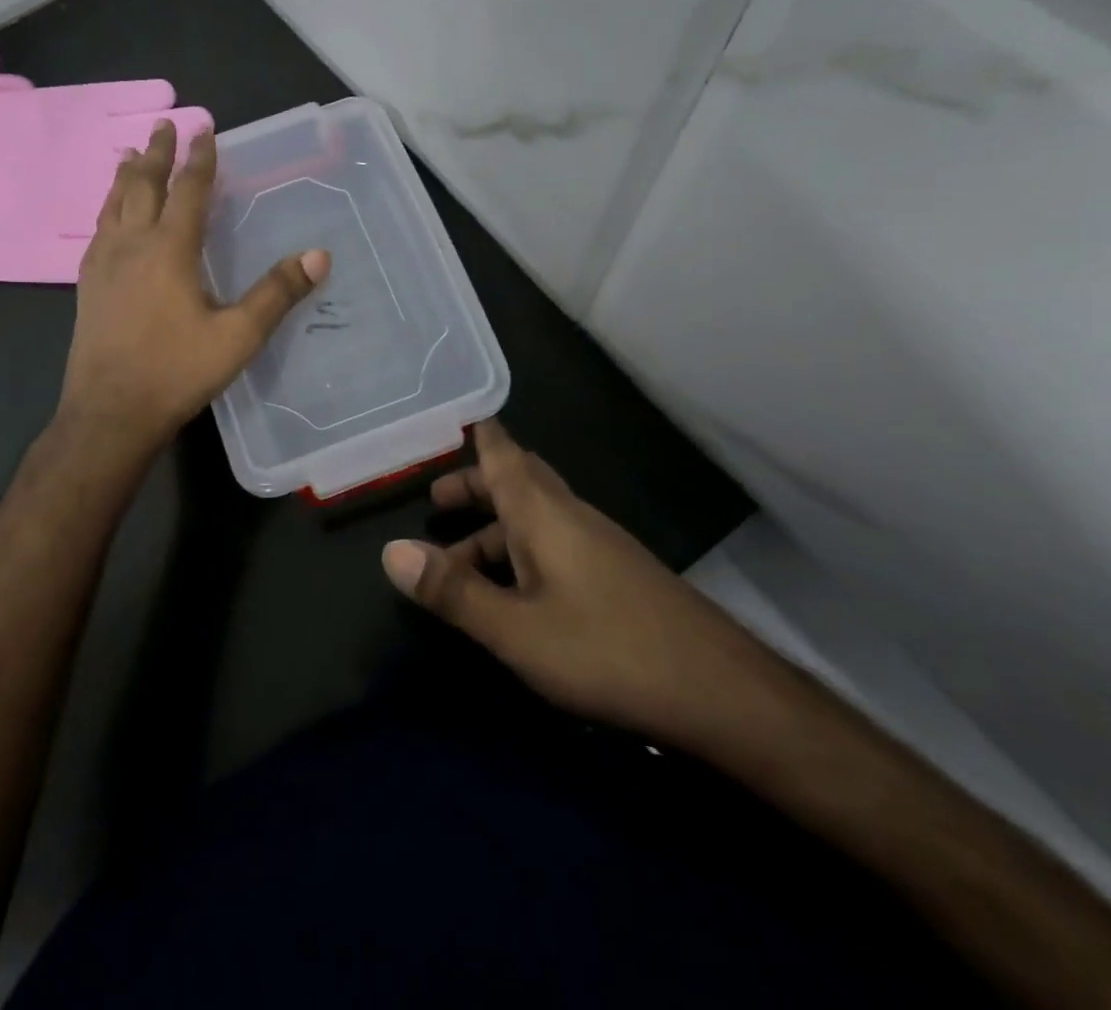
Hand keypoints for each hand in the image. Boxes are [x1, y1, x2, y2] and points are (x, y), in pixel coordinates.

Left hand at [57, 120, 330, 451]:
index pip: (188, 190)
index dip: (199, 159)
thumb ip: (277, 293)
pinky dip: (107, 208)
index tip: (204, 129)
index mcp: (169, 249)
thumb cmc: (176, 371)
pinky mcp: (87, 286)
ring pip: (113, 204)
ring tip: (131, 155)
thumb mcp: (238, 336)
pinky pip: (97, 230)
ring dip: (126, 175)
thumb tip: (319, 255)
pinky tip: (108, 217)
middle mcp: (132, 245)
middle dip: (156, 153)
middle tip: (164, 125)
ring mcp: (102, 264)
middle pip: (142, 185)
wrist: (109, 412)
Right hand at [381, 419, 781, 749]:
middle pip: (518, 481)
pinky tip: (516, 594)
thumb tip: (390, 551)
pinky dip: (522, 552)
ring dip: (494, 528)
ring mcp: (598, 545)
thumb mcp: (516, 629)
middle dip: (477, 484)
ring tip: (457, 563)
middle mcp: (570, 516)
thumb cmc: (607, 649)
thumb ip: (453, 591)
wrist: (720, 691)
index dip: (480, 435)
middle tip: (437, 499)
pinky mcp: (616, 576)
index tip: (456, 418)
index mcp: (543, 513)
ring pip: (536, 518)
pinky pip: (556, 544)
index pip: (504, 454)